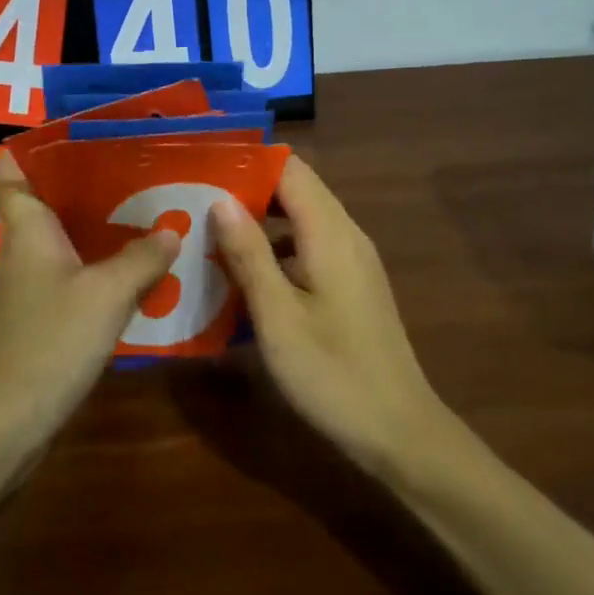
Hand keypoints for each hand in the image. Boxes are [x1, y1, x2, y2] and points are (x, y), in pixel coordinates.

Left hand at [0, 152, 179, 447]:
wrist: (3, 426)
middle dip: (88, 183)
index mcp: (26, 227)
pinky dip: (97, 268)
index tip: (81, 134)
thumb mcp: (107, 294)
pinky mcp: (36, 318)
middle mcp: (20, 249)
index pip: (12, 168)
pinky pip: (69, 276)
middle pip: (47, 200)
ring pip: (61, 240)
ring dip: (98, 229)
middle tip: (138, 171)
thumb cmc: (50, 343)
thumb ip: (142, 258)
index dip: (36, 146)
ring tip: (148, 215)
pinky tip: (135, 274)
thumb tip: (172, 230)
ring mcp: (26, 286)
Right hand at [211, 156, 444, 473]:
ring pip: (300, 219)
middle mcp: (346, 235)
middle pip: (295, 189)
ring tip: (208, 230)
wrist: (399, 433)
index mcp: (331, 234)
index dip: (247, 161)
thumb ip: (249, 254)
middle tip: (194, 198)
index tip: (202, 166)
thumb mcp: (278, 317)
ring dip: (258, 220)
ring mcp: (352, 260)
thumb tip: (220, 199)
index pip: (290, 169)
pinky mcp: (350, 284)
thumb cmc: (333, 374)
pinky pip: (308, 246)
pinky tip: (243, 272)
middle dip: (246, 188)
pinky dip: (275, 248)